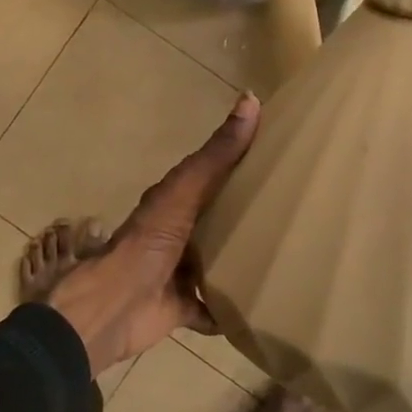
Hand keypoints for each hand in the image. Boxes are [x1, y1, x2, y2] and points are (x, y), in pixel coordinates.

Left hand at [47, 94, 260, 373]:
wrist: (116, 305)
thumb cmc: (148, 242)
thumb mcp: (184, 192)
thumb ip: (216, 155)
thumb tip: (250, 99)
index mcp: (174, 203)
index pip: (211, 177)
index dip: (239, 165)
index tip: (281, 158)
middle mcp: (176, 235)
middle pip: (216, 222)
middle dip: (246, 218)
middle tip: (295, 214)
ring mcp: (178, 273)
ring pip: (216, 265)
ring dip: (241, 264)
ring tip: (286, 260)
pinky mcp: (182, 308)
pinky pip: (213, 310)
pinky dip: (230, 312)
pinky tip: (263, 310)